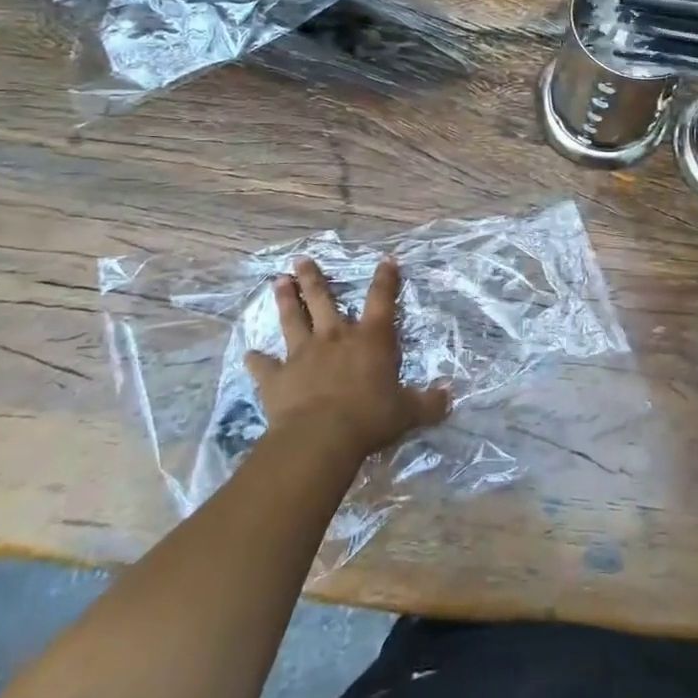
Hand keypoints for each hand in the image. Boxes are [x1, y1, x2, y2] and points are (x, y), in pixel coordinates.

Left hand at [248, 257, 449, 462]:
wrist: (320, 438)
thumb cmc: (369, 418)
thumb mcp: (408, 412)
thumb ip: (429, 402)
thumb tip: (450, 396)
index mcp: (370, 339)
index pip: (381, 299)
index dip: (386, 278)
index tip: (386, 259)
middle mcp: (335, 337)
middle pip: (323, 299)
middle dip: (313, 277)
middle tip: (301, 259)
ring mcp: (302, 355)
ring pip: (292, 320)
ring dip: (285, 300)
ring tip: (277, 281)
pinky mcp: (277, 378)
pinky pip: (264, 366)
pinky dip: (256, 360)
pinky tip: (248, 354)